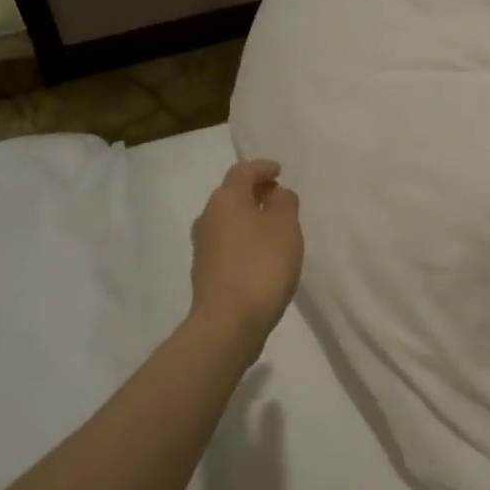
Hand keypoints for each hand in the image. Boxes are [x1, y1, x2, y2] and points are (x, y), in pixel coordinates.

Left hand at [190, 159, 303, 345]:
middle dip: (256, 193)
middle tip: (279, 197)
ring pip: (229, 220)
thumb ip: (284, 202)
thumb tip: (276, 194)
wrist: (228, 322)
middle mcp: (208, 217)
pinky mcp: (206, 272)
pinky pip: (228, 243)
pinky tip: (262, 254)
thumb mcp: (285, 226)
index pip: (243, 171)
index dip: (262, 168)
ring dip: (250, 218)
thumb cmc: (261, 265)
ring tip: (275, 228)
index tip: (279, 171)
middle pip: (232, 195)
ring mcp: (203, 247)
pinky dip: (245, 240)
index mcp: (225, 199)